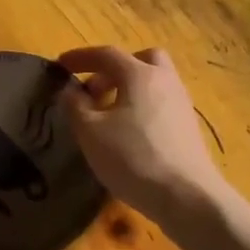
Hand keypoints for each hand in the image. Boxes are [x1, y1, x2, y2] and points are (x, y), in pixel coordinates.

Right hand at [58, 46, 227, 226]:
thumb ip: (75, 106)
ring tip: (107, 116)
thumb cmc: (132, 158)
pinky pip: (161, 103)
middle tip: (94, 91)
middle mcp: (165, 81)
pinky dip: (142, 107)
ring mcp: (181, 103)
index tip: (61, 65)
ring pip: (154, 82)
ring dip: (128, 89)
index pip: (107, 54)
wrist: (185, 195)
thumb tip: (71, 91)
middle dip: (113, 69)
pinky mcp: (188, 126)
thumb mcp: (91, 133)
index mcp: (140, 75)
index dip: (80, 57)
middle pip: (141, 60)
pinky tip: (129, 133)